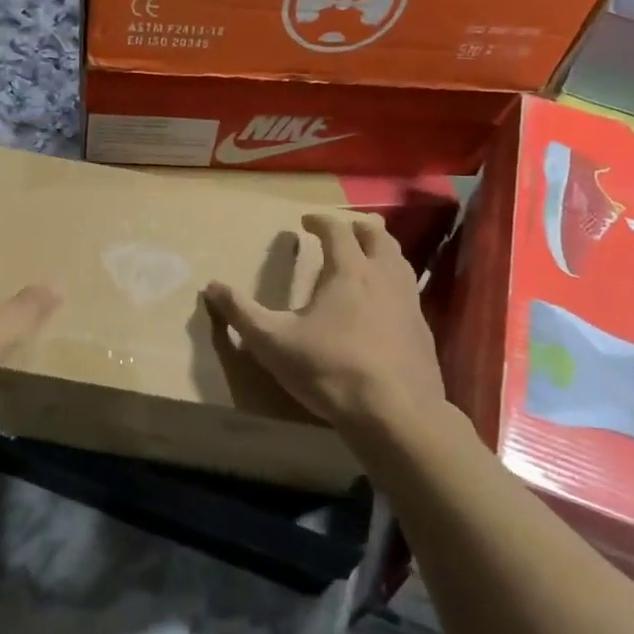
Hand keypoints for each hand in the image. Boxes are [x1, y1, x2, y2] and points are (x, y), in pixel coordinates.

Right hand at [205, 213, 444, 429]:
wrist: (394, 412)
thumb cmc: (329, 369)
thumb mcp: (272, 342)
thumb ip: (241, 313)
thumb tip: (211, 286)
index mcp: (348, 271)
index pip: (337, 231)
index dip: (320, 221)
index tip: (306, 221)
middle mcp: (383, 276)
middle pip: (378, 236)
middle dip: (357, 228)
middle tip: (341, 231)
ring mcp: (409, 302)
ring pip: (399, 260)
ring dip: (381, 250)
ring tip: (365, 258)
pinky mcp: (422, 329)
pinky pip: (408, 290)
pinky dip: (393, 282)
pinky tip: (383, 303)